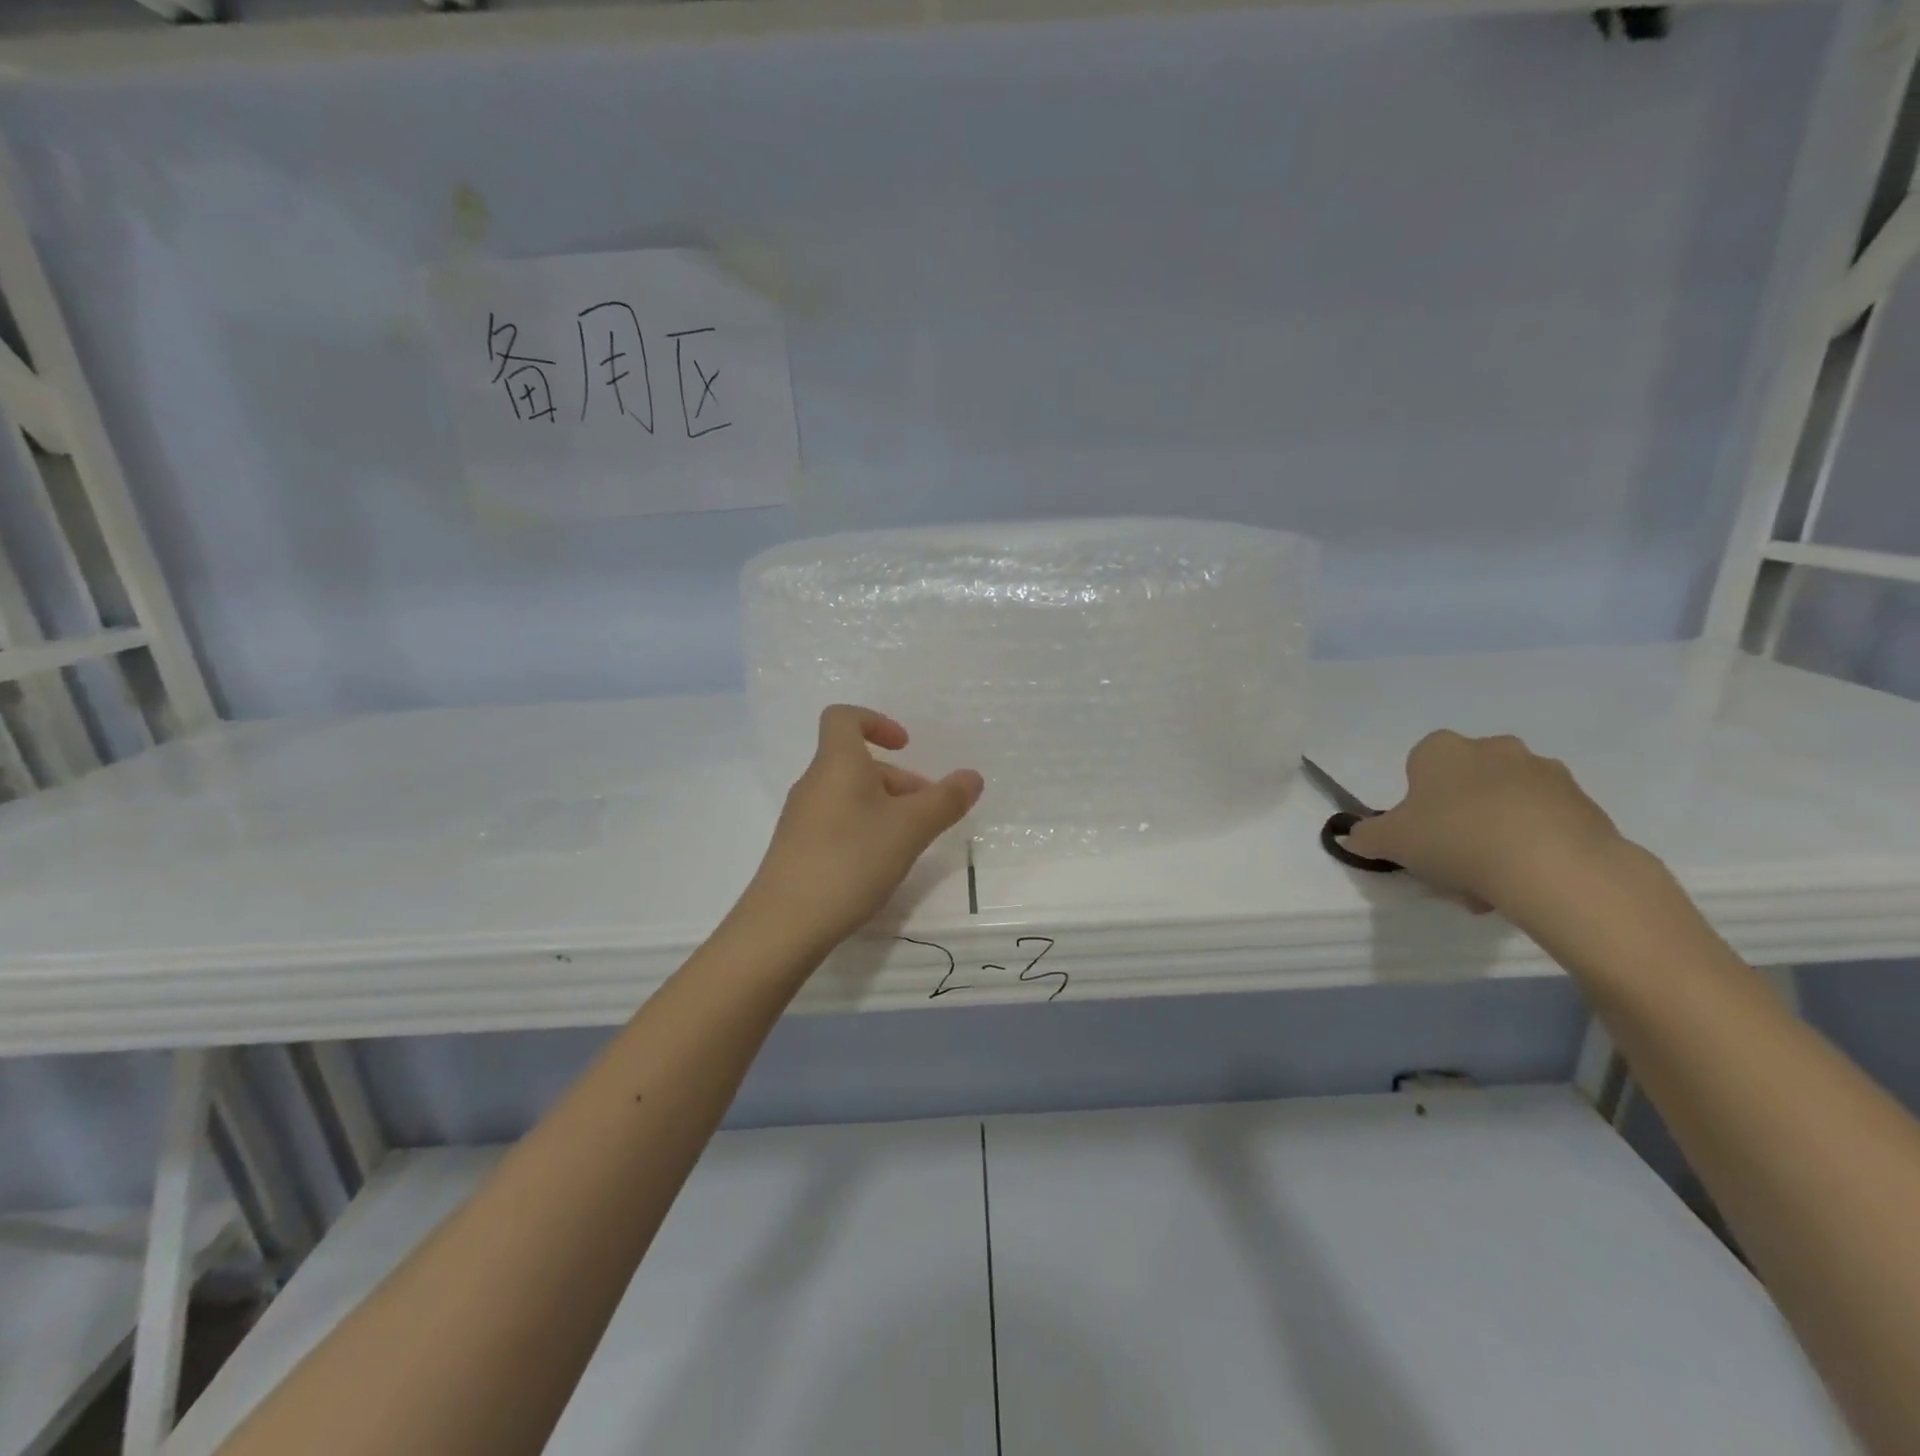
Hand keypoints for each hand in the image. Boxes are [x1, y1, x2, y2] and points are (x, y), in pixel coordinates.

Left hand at [743, 705, 983, 953]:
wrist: (784, 924)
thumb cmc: (851, 860)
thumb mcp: (910, 828)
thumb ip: (945, 800)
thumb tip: (972, 776)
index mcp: (837, 763)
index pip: (844, 717)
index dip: (877, 722)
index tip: (906, 747)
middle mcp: (814, 783)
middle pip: (857, 763)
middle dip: (898, 781)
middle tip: (928, 813)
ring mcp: (801, 818)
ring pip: (849, 796)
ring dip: (884, 808)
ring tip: (910, 843)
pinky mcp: (797, 850)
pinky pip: (836, 823)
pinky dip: (863, 831)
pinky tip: (879, 866)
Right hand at [1344, 730, 1626, 913]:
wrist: (1552, 865)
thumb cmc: (1454, 838)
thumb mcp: (1390, 841)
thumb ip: (1366, 836)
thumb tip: (1353, 836)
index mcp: (1442, 749)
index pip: (1420, 765)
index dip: (1417, 802)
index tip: (1419, 834)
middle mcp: (1494, 748)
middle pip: (1466, 785)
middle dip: (1459, 819)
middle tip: (1451, 863)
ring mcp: (1545, 772)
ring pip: (1506, 805)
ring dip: (1496, 835)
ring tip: (1490, 883)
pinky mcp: (1585, 803)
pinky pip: (1545, 823)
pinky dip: (1532, 848)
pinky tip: (1524, 883)